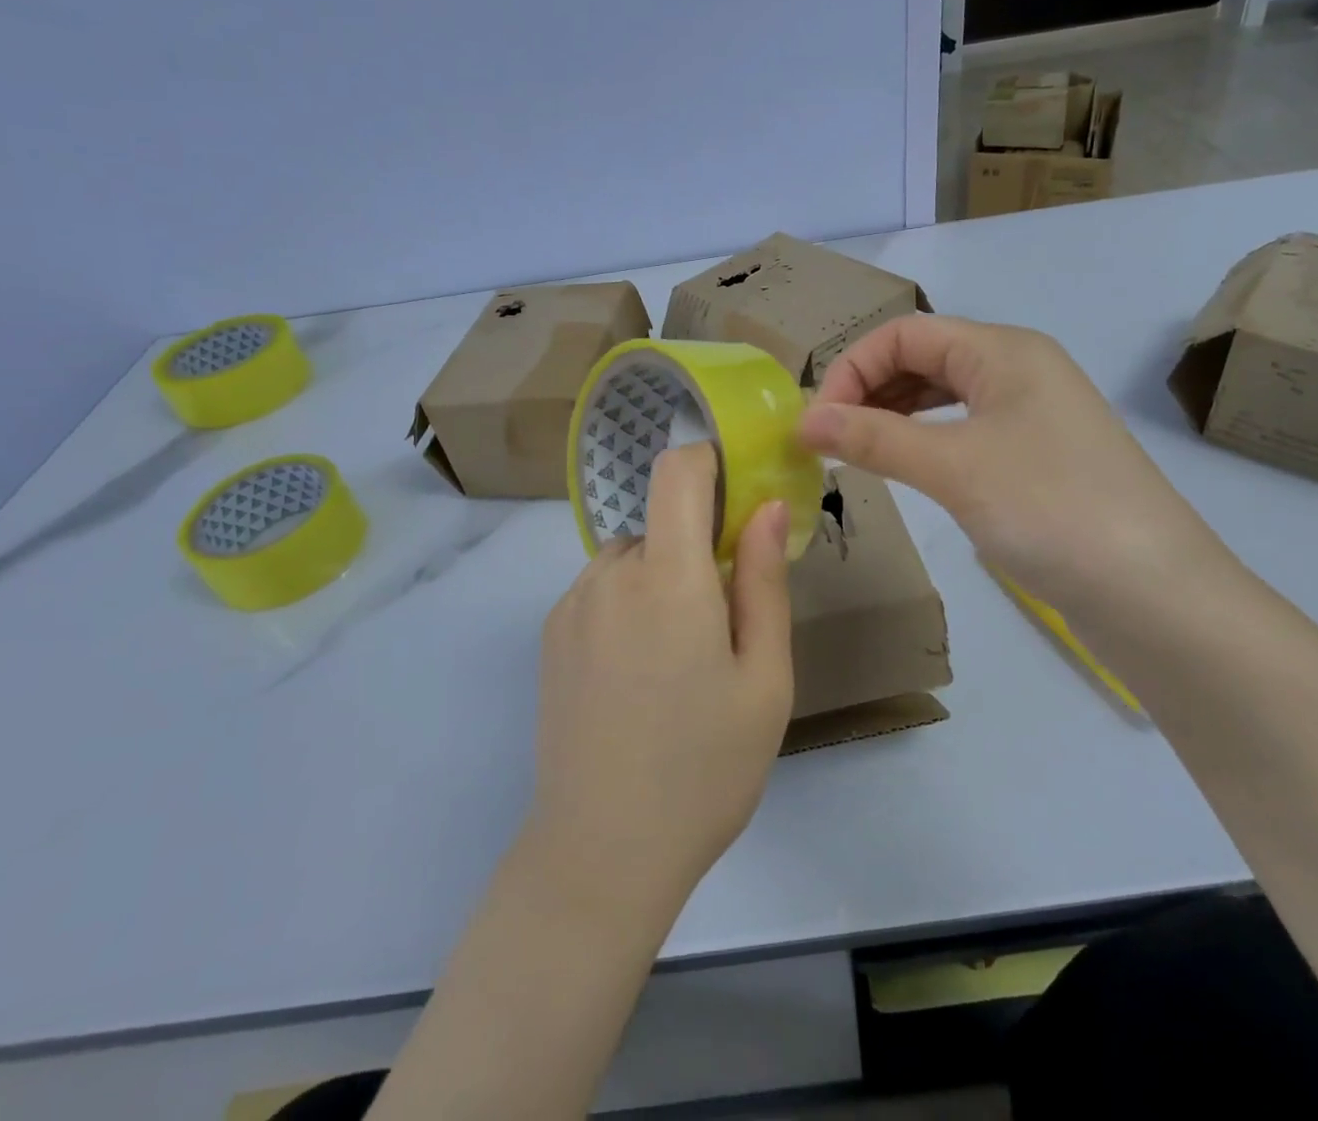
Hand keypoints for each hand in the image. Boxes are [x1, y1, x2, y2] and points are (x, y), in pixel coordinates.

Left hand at [527, 443, 793, 909]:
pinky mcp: (550, 636)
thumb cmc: (705, 768)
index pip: (677, 471)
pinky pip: (601, 590)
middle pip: (660, 521)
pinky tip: (638, 677)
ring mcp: (571, 605)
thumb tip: (767, 507)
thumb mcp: (764, 678)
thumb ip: (764, 582)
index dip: (709, 462)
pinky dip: (629, 605)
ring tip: (679, 661)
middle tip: (724, 622)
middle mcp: (609, 575)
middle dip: (697, 547)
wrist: (602, 855)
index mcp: (668, 578)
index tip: (739, 500)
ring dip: (663, 578)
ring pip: (632, 557)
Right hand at [800, 315, 1234, 629]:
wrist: (1155, 595)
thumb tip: (804, 421)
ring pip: (943, 395)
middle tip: (829, 439)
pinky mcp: (1037, 456)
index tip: (817, 422)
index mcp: (1003, 350)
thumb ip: (874, 438)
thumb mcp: (953, 467)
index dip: (852, 368)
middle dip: (869, 389)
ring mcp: (1032, 414)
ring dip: (893, 415)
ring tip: (855, 451)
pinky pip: (964, 429)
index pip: (905, 333)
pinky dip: (924, 440)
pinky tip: (904, 465)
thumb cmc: (1050, 509)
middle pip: (923, 358)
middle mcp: (1018, 369)